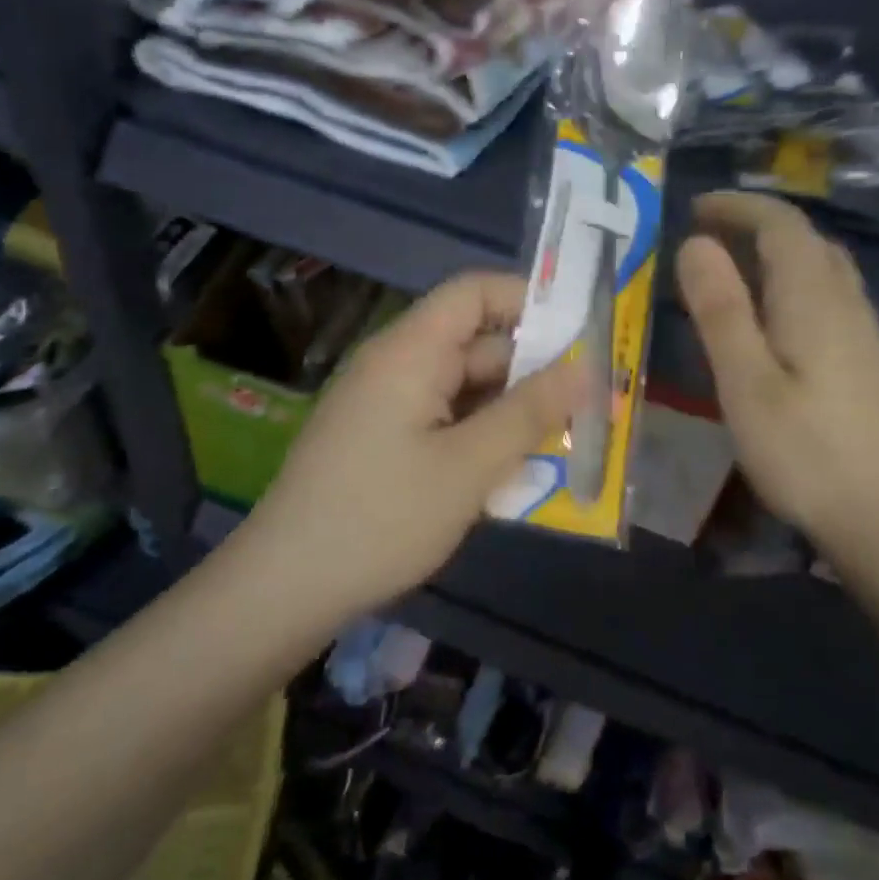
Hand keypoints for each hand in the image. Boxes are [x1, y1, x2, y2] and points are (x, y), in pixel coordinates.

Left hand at [238, 271, 578, 609]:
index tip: (581, 335)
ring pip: (465, 390)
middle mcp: (397, 366)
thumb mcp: (469, 466)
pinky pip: (445, 421)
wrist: (287, 586)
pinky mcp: (383, 441)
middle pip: (476, 345)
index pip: (474, 292)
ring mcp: (387, 405)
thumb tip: (585, 370)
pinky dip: (482, 437)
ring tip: (566, 444)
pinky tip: (515, 473)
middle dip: (534, 372)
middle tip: (591, 406)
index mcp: (411, 352)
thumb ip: (530, 412)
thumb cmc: (383, 517)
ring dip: (512, 412)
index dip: (529, 300)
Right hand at [676, 192, 878, 555]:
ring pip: (821, 266)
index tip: (694, 207)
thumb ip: (720, 310)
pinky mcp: (867, 360)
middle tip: (705, 236)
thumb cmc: (804, 451)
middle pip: (806, 239)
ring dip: (775, 252)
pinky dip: (792, 282)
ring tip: (731, 270)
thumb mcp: (746, 382)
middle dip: (755, 224)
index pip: (781, 223)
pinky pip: (828, 294)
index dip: (738, 205)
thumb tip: (696, 244)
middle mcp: (846, 301)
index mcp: (814, 297)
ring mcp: (863, 331)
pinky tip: (772, 318)